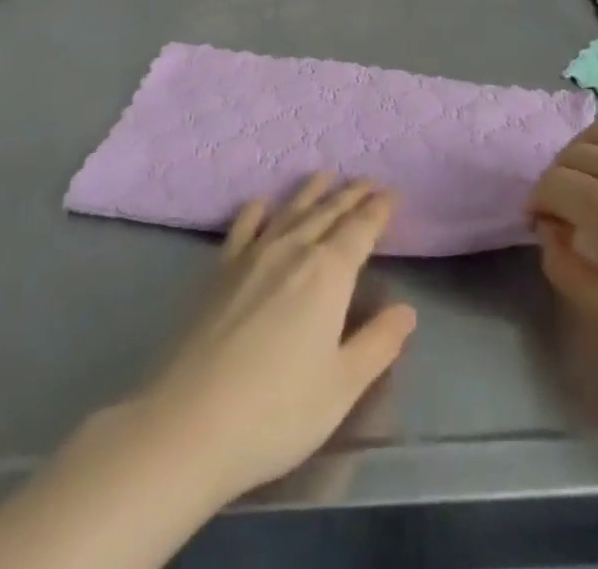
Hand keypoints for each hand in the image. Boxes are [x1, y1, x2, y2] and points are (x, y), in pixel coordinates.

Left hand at [128, 175, 417, 505]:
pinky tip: (261, 203)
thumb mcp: (342, 386)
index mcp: (328, 273)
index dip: (378, 210)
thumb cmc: (278, 411)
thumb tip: (406, 310)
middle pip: (328, 212)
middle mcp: (293, 250)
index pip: (360, 229)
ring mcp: (253, 255)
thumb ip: (378, 344)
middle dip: (351, 195)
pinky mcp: (221, 270)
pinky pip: (244, 227)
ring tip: (326, 176)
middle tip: (368, 181)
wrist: (191, 421)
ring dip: (311, 192)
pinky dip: (257, 210)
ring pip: (290, 211)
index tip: (391, 194)